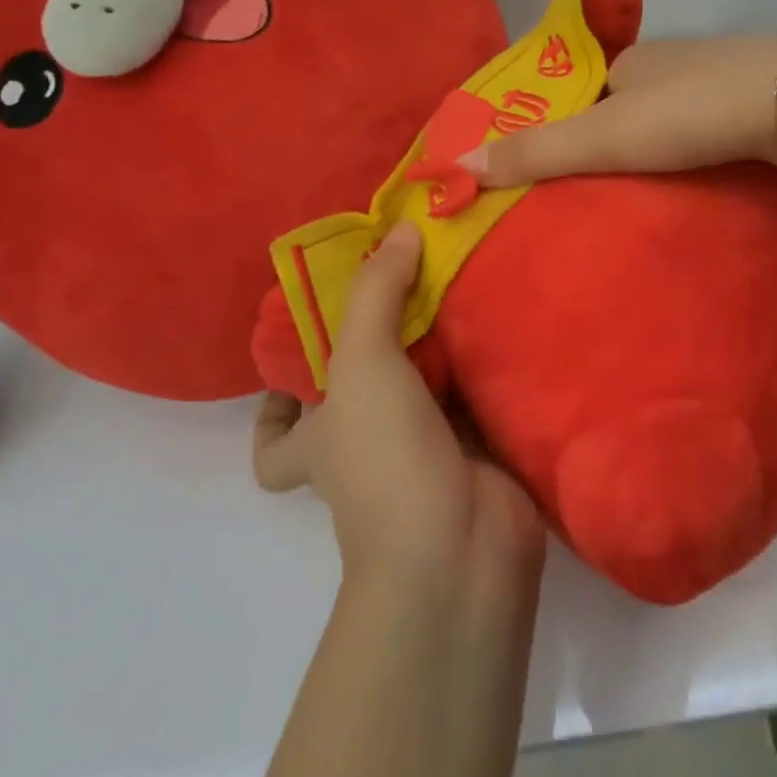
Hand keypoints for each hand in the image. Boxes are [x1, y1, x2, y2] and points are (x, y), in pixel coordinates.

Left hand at [252, 223, 543, 584]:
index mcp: (321, 441)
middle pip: (360, 396)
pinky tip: (501, 322)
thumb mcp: (362, 365)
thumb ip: (376, 292)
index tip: (303, 348)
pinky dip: (485, 367)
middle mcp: (366, 447)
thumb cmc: (386, 459)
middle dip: (380, 346)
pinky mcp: (476, 451)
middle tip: (405, 285)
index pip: (275, 440)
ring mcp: (423, 452)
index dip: (274, 405)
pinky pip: (476, 397)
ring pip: (424, 390)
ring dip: (440, 349)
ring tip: (459, 285)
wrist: (462, 547)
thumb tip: (399, 229)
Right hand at [459, 34, 776, 184]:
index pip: (588, 91)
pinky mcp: (764, 94)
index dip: (575, 125)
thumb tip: (458, 163)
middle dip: (621, 134)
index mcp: (633, 59)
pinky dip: (705, 140)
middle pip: (634, 99)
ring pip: (679, 108)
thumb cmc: (689, 113)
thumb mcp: (603, 137)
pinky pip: (717, 119)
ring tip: (660, 185)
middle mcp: (675, 58)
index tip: (573, 166)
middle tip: (615, 183)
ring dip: (667, 140)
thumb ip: (536, 151)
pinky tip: (711, 165)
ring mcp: (724, 72)